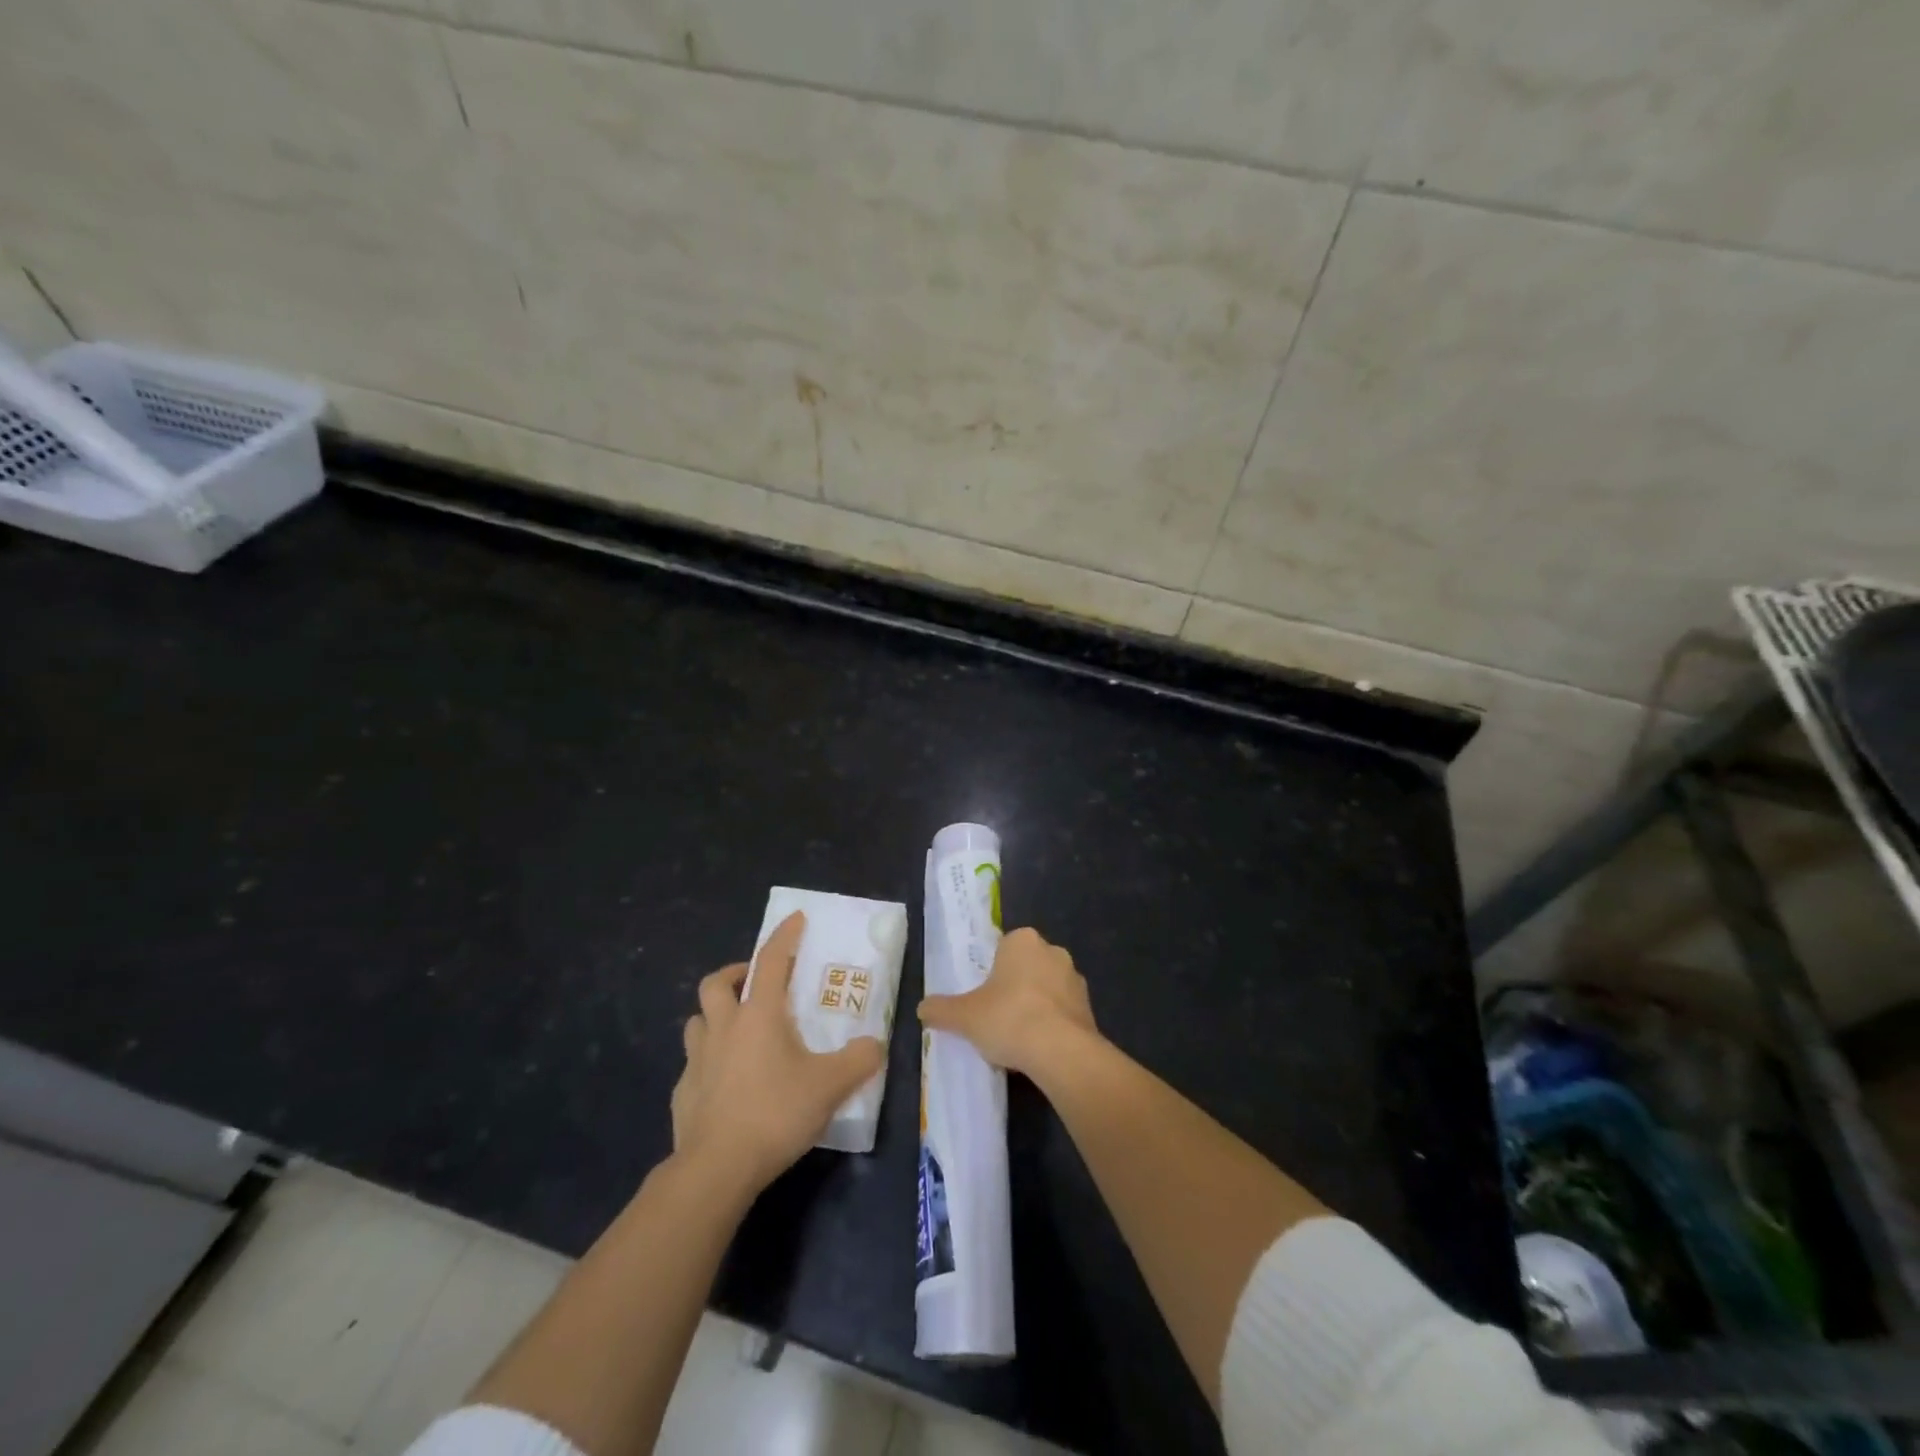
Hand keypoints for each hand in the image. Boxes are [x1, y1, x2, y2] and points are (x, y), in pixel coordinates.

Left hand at [670, 911, 884, 1193]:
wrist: (716, 1169)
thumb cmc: (774, 1114)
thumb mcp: (830, 1086)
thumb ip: (859, 1060)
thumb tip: (875, 1045)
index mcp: (758, 1016)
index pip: (770, 961)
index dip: (783, 936)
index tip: (794, 919)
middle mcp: (723, 1028)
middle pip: (716, 983)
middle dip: (735, 973)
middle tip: (754, 982)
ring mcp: (697, 1061)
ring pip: (698, 1021)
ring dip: (716, 1016)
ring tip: (737, 1030)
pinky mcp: (683, 1093)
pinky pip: (694, 1064)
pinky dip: (709, 1061)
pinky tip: (725, 1082)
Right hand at [918, 926, 1097, 1078]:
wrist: (1061, 1051)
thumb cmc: (1008, 1018)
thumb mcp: (964, 1016)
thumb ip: (941, 1010)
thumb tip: (922, 1009)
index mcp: (1023, 940)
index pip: (1004, 948)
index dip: (993, 972)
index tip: (984, 996)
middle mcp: (1053, 951)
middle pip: (1027, 966)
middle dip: (1016, 987)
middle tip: (997, 1016)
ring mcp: (1075, 979)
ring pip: (1048, 989)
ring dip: (1037, 1006)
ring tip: (1018, 1038)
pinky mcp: (1090, 1008)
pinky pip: (1064, 1012)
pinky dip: (1053, 1025)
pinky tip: (1039, 1049)